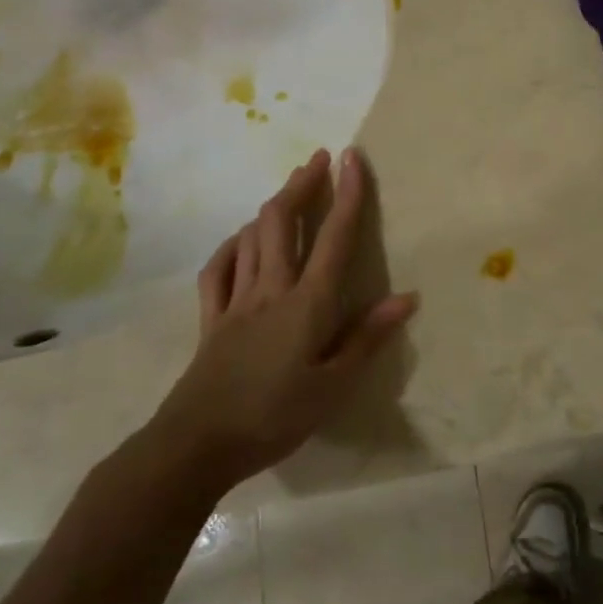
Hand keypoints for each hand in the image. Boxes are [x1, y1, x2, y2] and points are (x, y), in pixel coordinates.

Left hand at [152, 148, 417, 483]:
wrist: (196, 445)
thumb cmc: (274, 417)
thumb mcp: (332, 386)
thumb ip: (367, 338)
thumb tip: (406, 298)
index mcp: (306, 304)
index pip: (334, 239)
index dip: (347, 195)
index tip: (353, 159)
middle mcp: (270, 290)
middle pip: (283, 223)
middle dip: (302, 185)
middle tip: (318, 160)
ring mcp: (236, 301)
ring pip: (252, 238)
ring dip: (273, 206)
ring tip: (289, 189)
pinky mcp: (211, 319)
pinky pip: (219, 269)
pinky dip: (233, 245)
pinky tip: (241, 239)